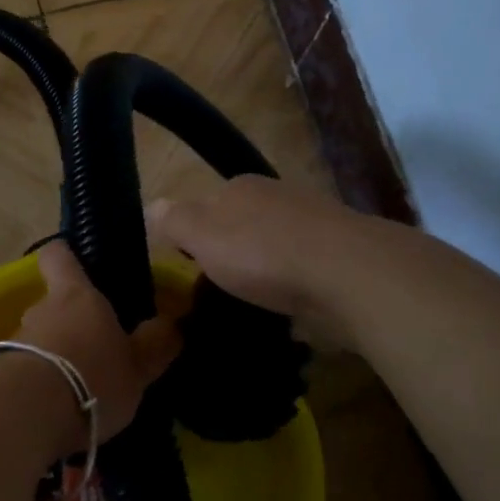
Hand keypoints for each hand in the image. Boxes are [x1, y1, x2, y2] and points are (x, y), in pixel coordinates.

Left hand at [15, 240, 179, 453]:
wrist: (26, 414)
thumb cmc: (92, 376)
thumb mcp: (138, 366)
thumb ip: (155, 344)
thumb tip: (171, 323)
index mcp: (76, 295)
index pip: (59, 256)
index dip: (66, 256)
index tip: (78, 264)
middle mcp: (41, 310)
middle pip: (53, 304)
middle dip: (72, 324)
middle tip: (97, 351)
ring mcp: (16, 341)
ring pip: (39, 340)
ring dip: (56, 358)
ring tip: (80, 391)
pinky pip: (24, 371)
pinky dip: (39, 385)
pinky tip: (56, 413)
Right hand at [146, 175, 361, 329]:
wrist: (349, 275)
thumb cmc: (263, 251)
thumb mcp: (201, 234)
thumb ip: (173, 220)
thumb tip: (151, 206)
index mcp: (242, 187)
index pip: (206, 204)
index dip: (193, 234)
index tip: (187, 267)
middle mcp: (278, 198)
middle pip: (242, 226)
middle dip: (231, 254)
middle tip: (217, 291)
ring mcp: (313, 227)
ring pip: (274, 250)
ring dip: (264, 274)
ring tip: (251, 307)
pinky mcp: (339, 259)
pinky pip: (303, 274)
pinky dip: (293, 290)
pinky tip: (288, 313)